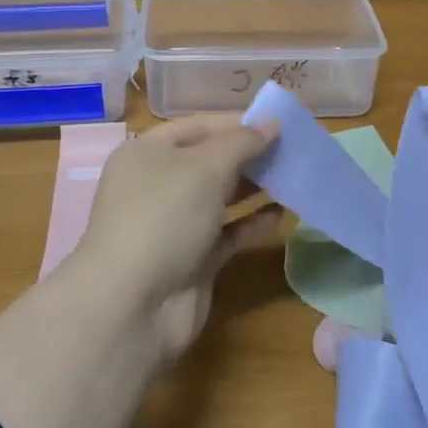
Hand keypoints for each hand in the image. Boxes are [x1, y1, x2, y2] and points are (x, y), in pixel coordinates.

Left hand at [72, 114, 280, 363]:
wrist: (134, 305)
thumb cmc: (163, 217)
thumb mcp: (204, 167)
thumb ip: (242, 142)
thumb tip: (271, 123)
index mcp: (147, 153)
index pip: (197, 127)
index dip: (236, 122)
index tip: (277, 122)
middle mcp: (158, 184)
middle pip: (210, 161)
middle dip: (249, 155)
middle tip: (293, 149)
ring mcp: (174, 224)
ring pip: (221, 197)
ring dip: (255, 188)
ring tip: (294, 176)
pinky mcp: (193, 259)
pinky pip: (228, 233)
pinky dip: (253, 223)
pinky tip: (282, 214)